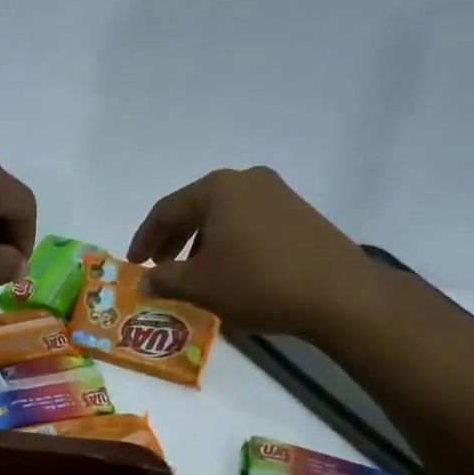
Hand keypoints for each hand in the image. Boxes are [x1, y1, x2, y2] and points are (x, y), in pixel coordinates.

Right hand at [127, 167, 378, 333]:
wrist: (339, 294)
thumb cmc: (257, 282)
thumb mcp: (200, 285)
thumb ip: (164, 279)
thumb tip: (143, 282)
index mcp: (216, 189)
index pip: (165, 210)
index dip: (144, 239)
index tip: (134, 263)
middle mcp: (246, 180)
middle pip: (195, 208)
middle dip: (172, 239)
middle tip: (158, 266)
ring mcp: (277, 193)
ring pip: (224, 215)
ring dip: (201, 242)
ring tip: (193, 272)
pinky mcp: (299, 212)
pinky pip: (249, 222)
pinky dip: (230, 242)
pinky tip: (230, 268)